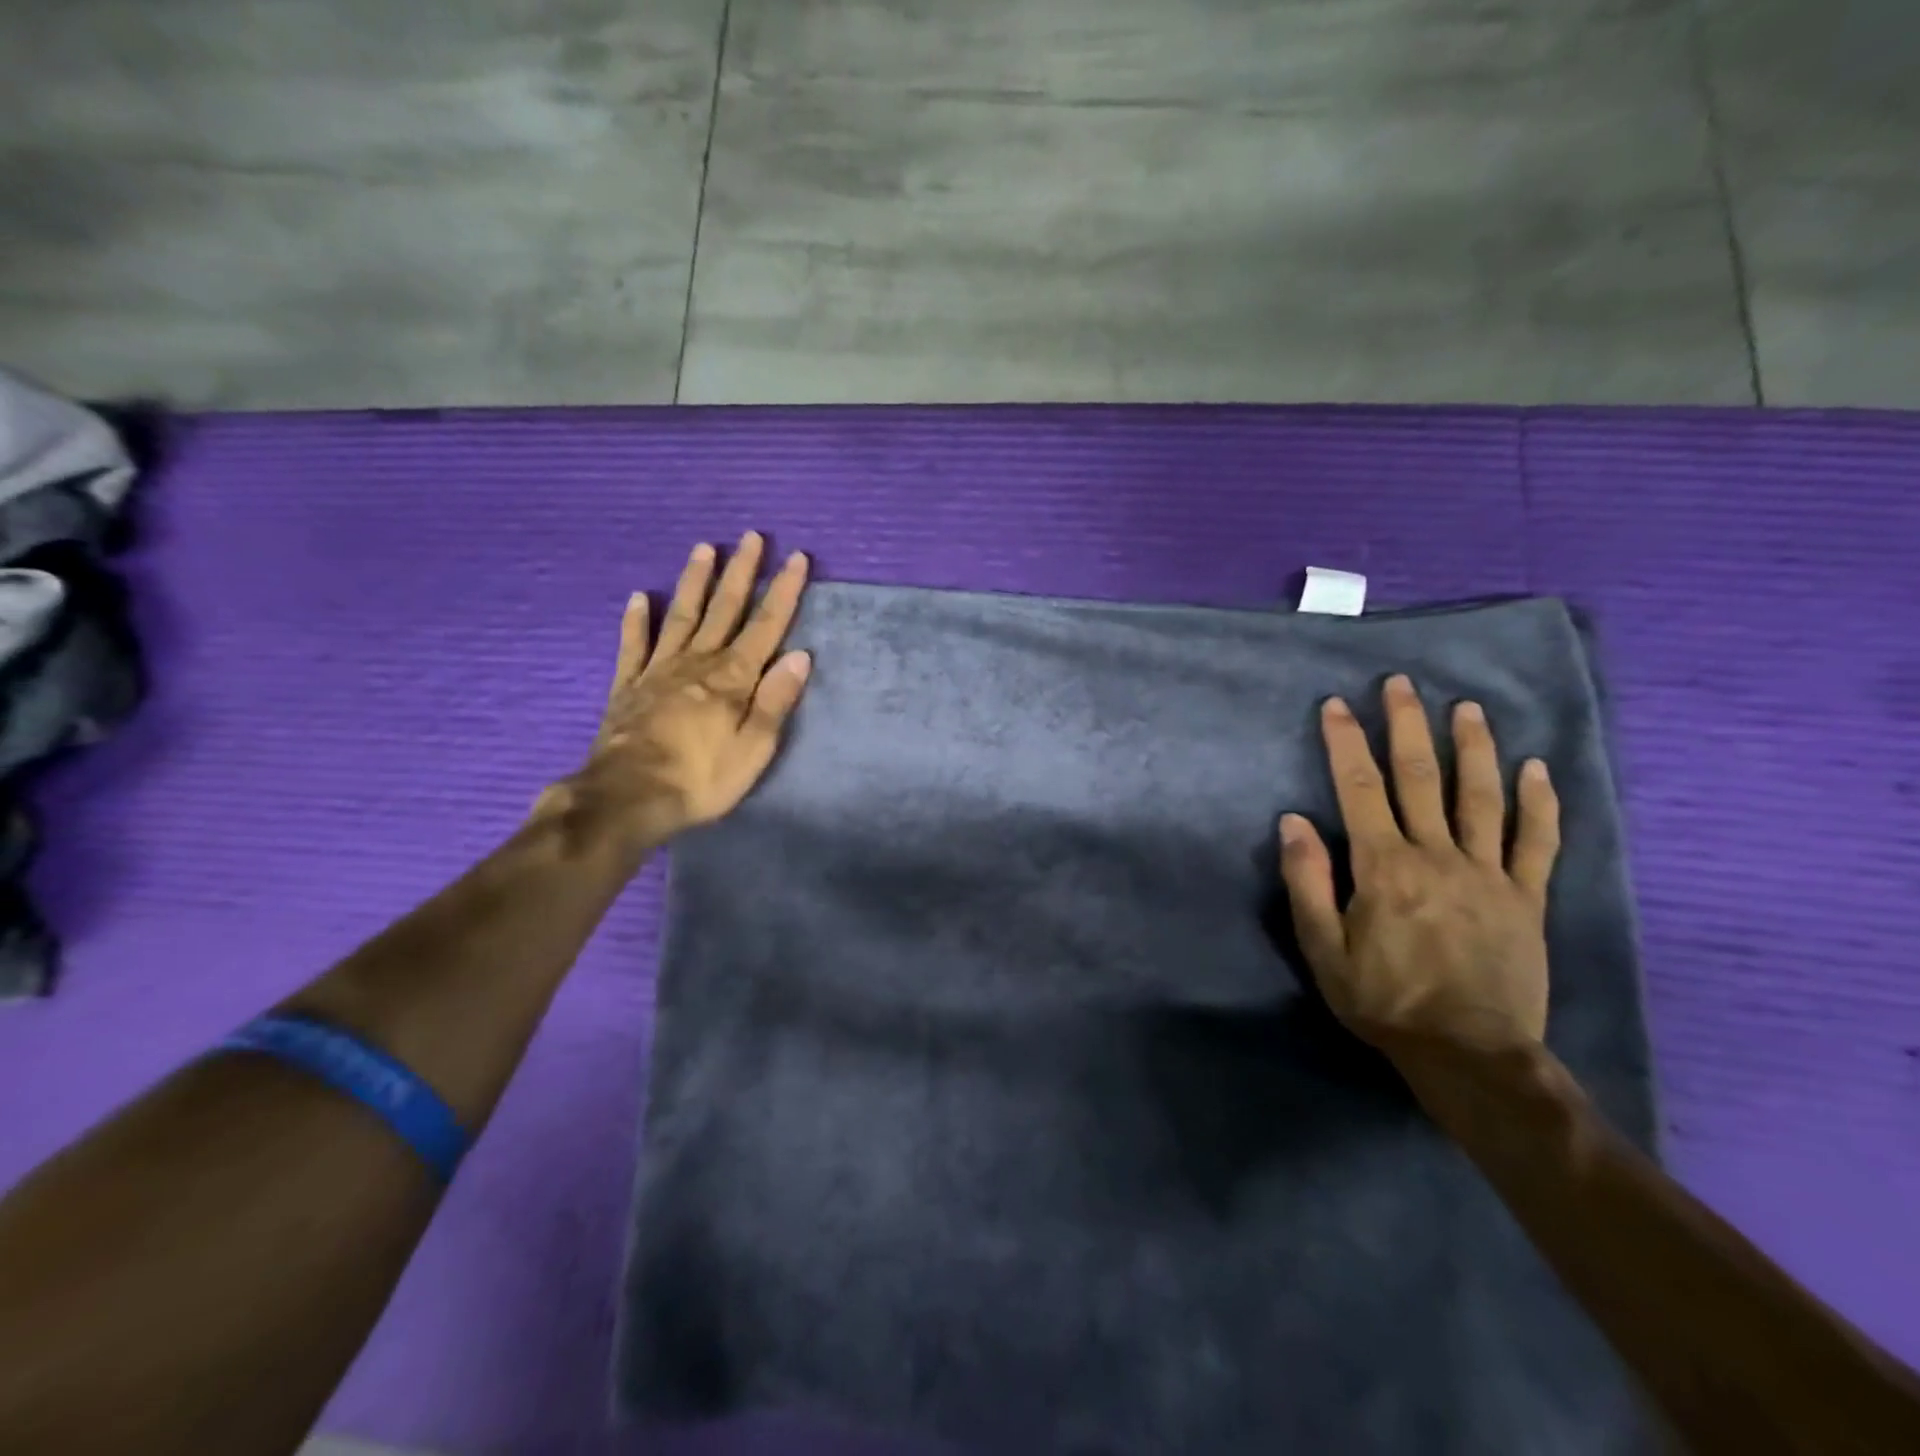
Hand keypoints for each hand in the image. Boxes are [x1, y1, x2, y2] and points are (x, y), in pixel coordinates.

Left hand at [541, 533, 811, 848]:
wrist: (628, 797)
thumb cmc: (701, 778)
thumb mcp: (753, 748)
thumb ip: (775, 701)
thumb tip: (800, 656)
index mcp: (733, 678)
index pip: (766, 626)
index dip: (783, 591)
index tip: (796, 557)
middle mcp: (698, 663)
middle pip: (725, 609)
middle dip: (742, 572)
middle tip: (752, 537)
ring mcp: (659, 670)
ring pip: (683, 616)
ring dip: (695, 581)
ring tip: (704, 547)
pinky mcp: (629, 685)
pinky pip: (634, 645)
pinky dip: (637, 620)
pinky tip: (640, 598)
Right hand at [1278, 674, 1560, 1055]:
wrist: (1470, 1054)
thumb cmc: (1384, 1000)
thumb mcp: (1323, 949)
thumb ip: (1307, 882)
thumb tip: (1293, 821)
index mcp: (1383, 867)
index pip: (1359, 788)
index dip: (1345, 742)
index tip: (1337, 705)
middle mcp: (1436, 856)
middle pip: (1421, 778)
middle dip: (1407, 726)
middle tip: (1402, 684)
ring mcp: (1488, 874)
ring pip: (1481, 797)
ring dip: (1473, 748)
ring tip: (1466, 709)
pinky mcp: (1526, 898)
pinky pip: (1537, 842)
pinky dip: (1539, 803)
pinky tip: (1538, 769)